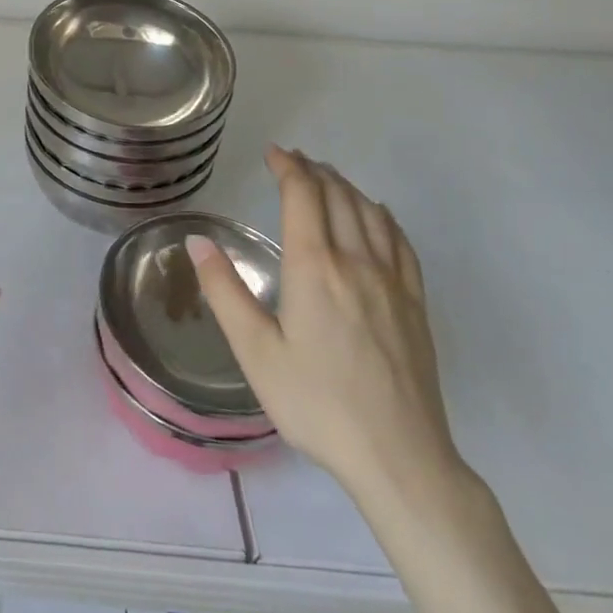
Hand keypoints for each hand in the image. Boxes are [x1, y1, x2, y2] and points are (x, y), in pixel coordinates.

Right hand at [188, 146, 463, 503]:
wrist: (400, 458)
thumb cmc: (316, 403)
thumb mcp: (255, 351)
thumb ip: (224, 291)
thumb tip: (197, 241)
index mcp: (314, 267)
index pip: (303, 197)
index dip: (288, 168)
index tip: (272, 154)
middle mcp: (356, 262)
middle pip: (338, 197)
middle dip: (313, 171)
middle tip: (293, 161)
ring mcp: (393, 282)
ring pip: (370, 214)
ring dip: (346, 187)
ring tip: (326, 178)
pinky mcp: (415, 305)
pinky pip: (401, 243)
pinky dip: (383, 216)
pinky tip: (376, 215)